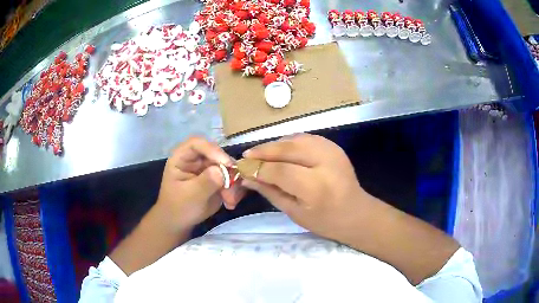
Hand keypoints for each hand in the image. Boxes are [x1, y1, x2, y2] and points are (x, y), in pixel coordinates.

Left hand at [157, 137, 245, 231]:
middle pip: (217, 154)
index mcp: (182, 157)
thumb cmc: (178, 207)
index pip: (197, 144)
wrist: (179, 223)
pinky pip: (231, 179)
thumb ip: (206, 182)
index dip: (212, 150)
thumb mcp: (191, 195)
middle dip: (228, 171)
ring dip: (233, 184)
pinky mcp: (217, 179)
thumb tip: (223, 170)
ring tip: (230, 201)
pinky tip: (230, 203)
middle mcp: (196, 159)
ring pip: (228, 167)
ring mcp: (208, 169)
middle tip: (233, 186)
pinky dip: (234, 191)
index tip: (227, 164)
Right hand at [242, 134, 375, 240]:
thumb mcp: (294, 212)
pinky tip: (279, 150)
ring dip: (275, 145)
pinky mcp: (333, 146)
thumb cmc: (325, 221)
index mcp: (316, 187)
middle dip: (264, 151)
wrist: (356, 212)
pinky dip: (289, 142)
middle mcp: (325, 163)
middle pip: (287, 149)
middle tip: (247, 156)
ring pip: (295, 139)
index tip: (242, 168)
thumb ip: (270, 191)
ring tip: (260, 154)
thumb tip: (247, 177)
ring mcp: (332, 151)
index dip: (258, 168)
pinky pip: (305, 138)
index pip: (280, 170)